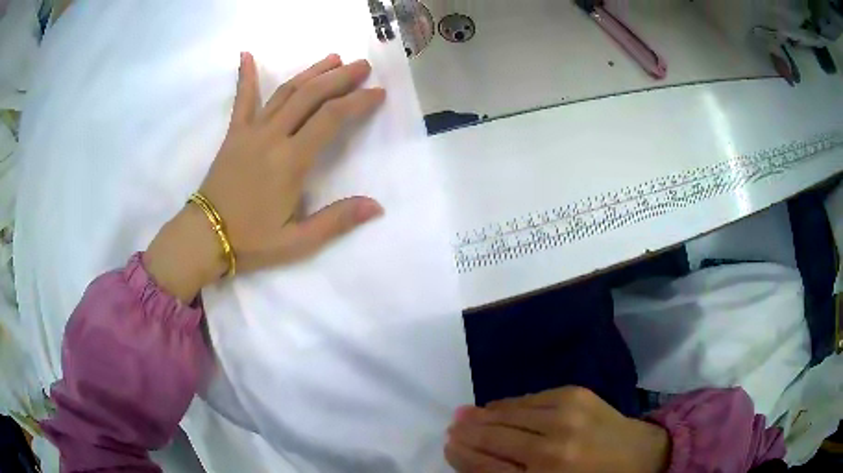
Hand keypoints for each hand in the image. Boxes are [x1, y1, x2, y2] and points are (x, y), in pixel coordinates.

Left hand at [144, 52, 385, 301]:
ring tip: (333, 58)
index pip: (331, 118)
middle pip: (310, 95)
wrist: (206, 237)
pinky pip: (242, 100)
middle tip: (362, 65)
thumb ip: (337, 221)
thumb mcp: (298, 241)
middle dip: (340, 77)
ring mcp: (250, 131)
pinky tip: (246, 55)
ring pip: (285, 92)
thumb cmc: (251, 240)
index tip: (377, 92)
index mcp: (290, 161)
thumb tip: (376, 207)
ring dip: (311, 72)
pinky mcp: (234, 134)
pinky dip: (245, 76)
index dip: (357, 101)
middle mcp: (272, 137)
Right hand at [446, 387, 670, 472]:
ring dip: (485, 416)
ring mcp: (566, 413)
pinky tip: (499, 408)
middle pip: (495, 436)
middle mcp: (553, 444)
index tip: (448, 446)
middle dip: (468, 432)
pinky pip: (530, 398)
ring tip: (466, 415)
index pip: (488, 466)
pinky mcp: (576, 392)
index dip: (463, 455)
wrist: (641, 454)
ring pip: (509, 413)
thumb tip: (474, 459)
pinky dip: (510, 405)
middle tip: (451, 427)